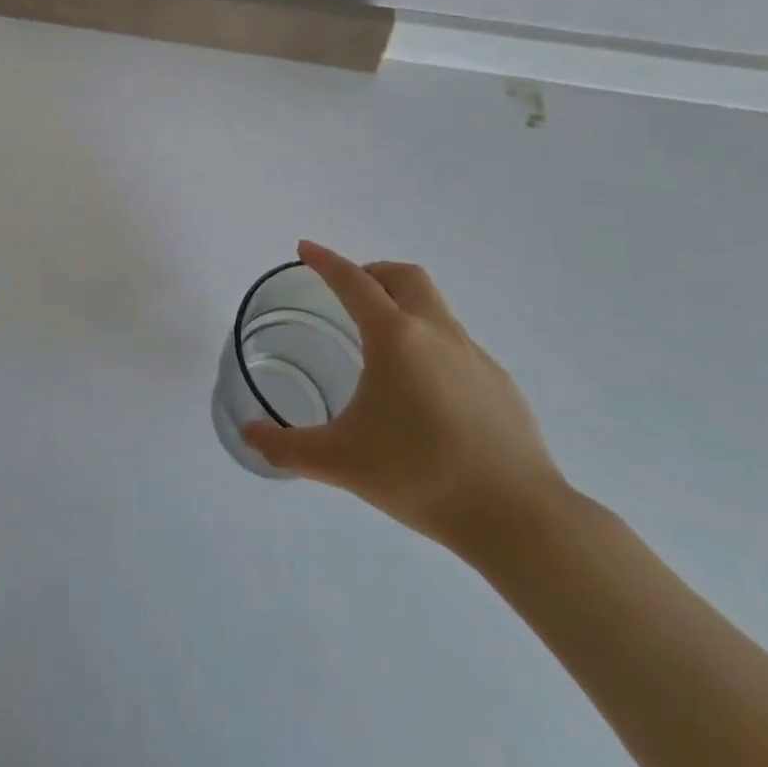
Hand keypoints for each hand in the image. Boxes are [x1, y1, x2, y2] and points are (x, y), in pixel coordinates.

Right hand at [242, 240, 568, 555]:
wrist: (519, 518)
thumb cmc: (420, 475)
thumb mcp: (340, 462)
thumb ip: (286, 447)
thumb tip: (248, 434)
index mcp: (395, 337)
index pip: (353, 281)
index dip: (325, 261)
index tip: (305, 249)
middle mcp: (437, 333)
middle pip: (404, 277)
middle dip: (372, 272)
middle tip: (348, 293)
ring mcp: (475, 356)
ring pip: (435, 308)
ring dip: (404, 307)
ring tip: (382, 348)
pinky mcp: (500, 384)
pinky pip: (458, 345)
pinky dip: (431, 345)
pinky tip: (425, 394)